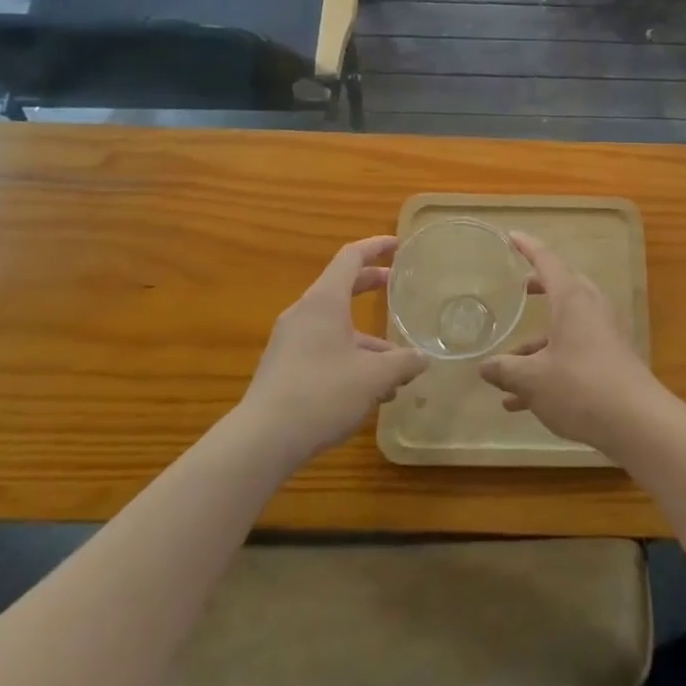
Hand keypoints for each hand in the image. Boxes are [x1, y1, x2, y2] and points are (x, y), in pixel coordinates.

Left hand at [239, 236, 427, 464]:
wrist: (262, 440)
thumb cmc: (322, 393)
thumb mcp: (373, 377)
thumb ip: (403, 363)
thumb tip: (423, 359)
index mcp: (324, 301)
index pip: (351, 257)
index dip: (375, 246)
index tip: (397, 245)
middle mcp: (304, 313)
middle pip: (341, 288)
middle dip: (371, 286)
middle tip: (396, 288)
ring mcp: (289, 341)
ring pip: (334, 326)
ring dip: (365, 338)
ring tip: (395, 369)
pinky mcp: (283, 368)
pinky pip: (322, 348)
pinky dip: (348, 356)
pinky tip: (368, 392)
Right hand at [479, 232, 664, 451]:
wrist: (637, 422)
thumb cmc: (580, 387)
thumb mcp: (533, 379)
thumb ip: (505, 370)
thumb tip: (484, 366)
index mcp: (572, 298)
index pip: (547, 261)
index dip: (527, 247)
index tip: (512, 236)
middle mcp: (590, 308)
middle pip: (562, 288)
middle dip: (539, 288)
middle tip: (520, 289)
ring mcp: (603, 334)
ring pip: (565, 326)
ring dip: (537, 343)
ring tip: (506, 369)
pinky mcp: (610, 360)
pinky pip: (573, 351)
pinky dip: (549, 365)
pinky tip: (523, 402)